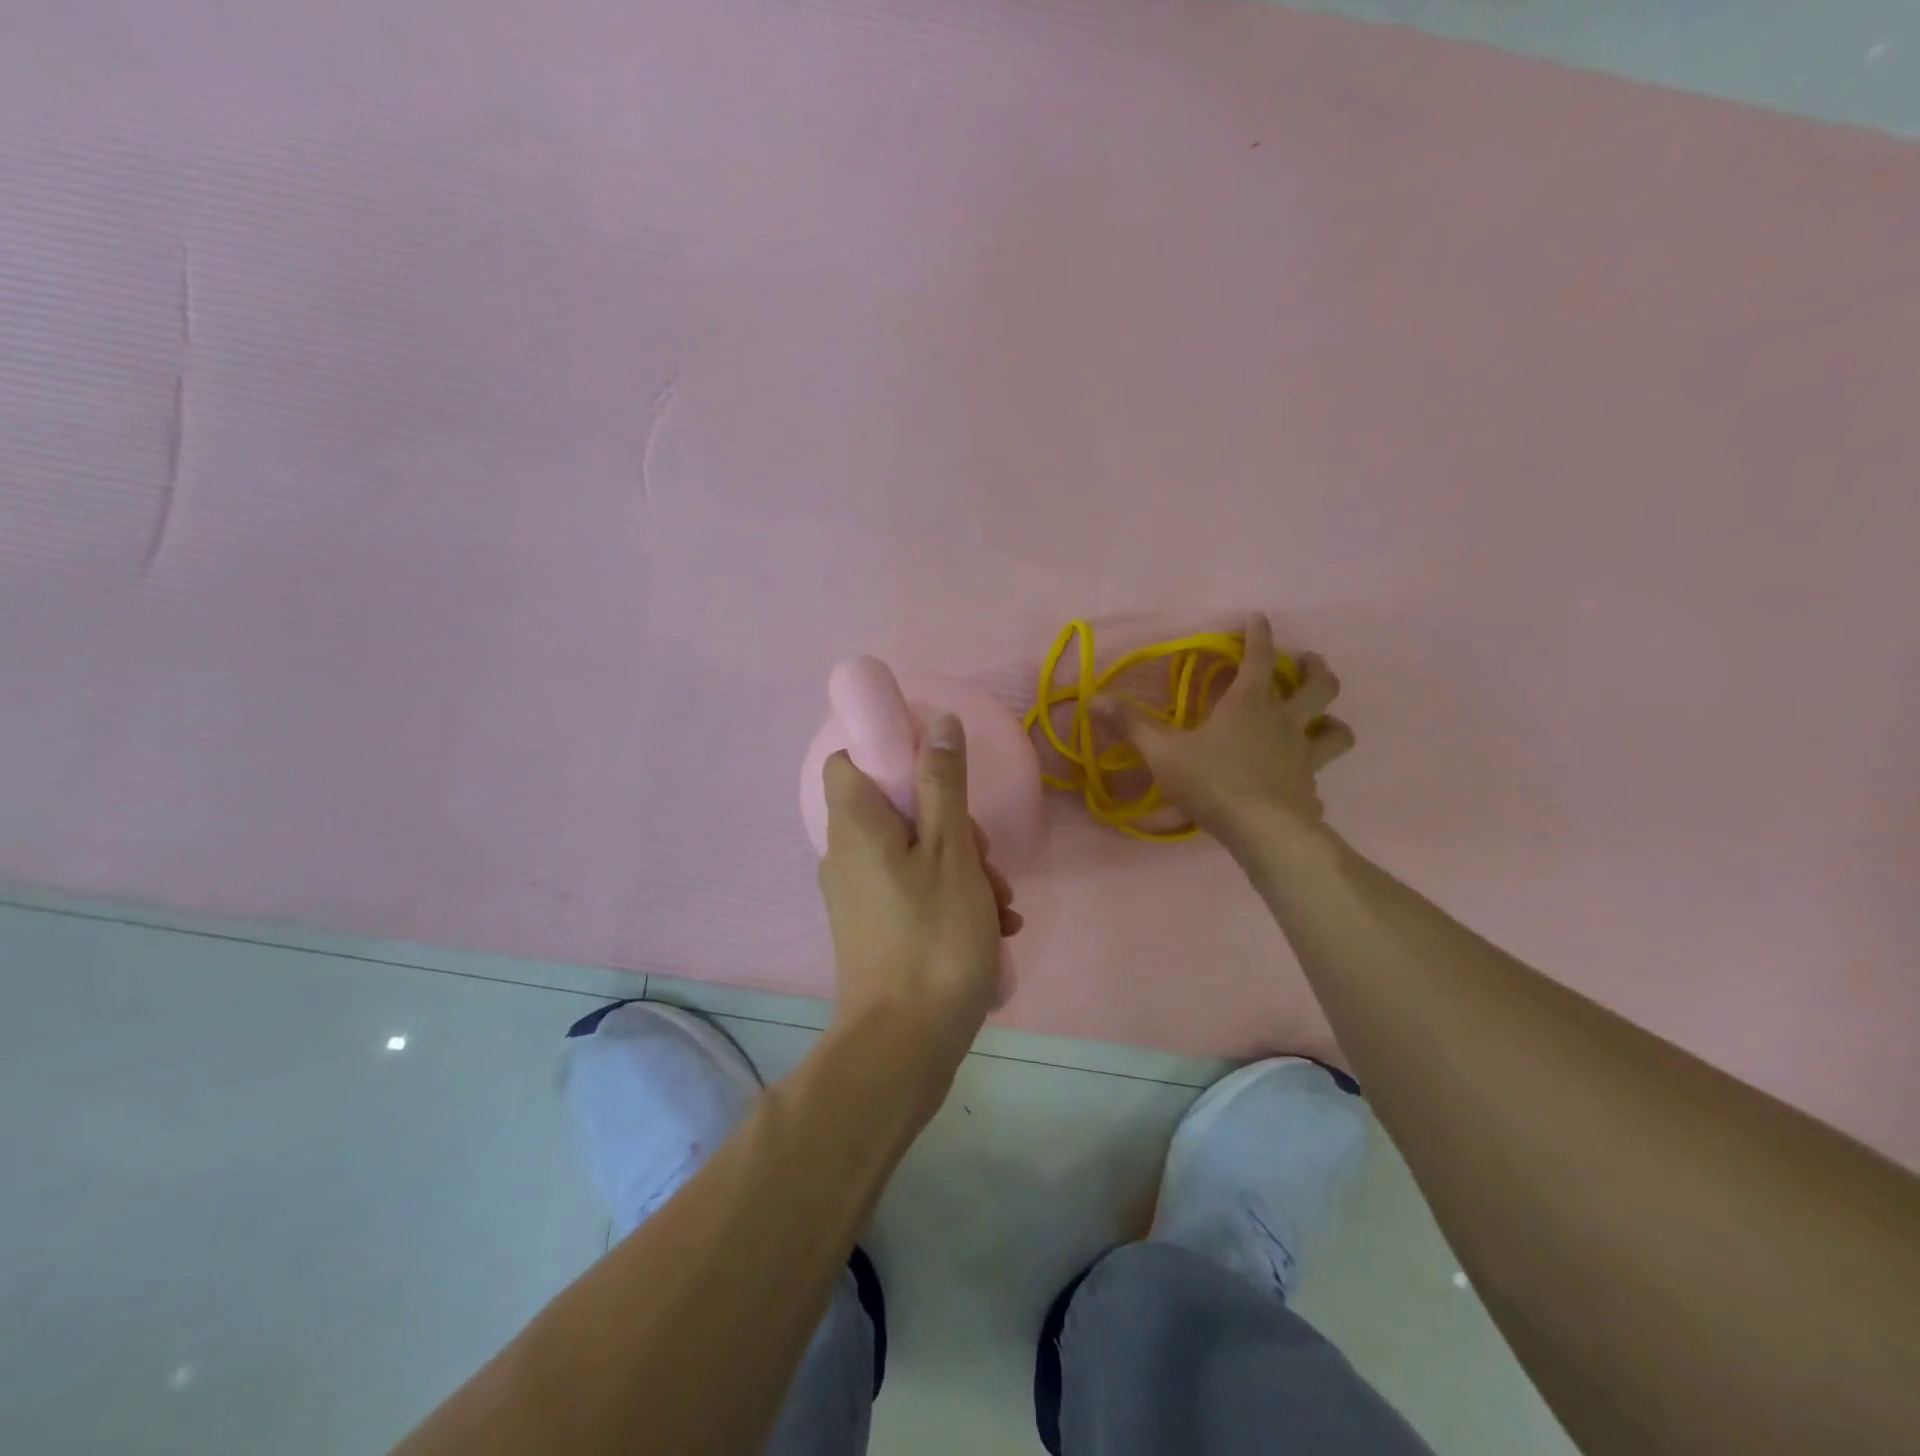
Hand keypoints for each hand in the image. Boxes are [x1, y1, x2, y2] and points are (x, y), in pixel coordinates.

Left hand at [817, 714, 1020, 1087]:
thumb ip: (943, 783)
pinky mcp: (873, 927)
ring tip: (1000, 904)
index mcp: (855, 825)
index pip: (850, 761)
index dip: (890, 755)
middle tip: (985, 856)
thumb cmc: (933, 936)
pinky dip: (949, 896)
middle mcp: (845, 854)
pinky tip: (993, 926)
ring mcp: (858, 894)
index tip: (937, 773)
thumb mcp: (950, 849)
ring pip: (913, 851)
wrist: (904, 1045)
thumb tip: (937, 724)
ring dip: (962, 866)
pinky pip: (912, 889)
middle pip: (895, 808)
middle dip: (951, 823)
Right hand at [1109, 614, 1354, 857]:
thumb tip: (1094, 698)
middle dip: (1315, 669)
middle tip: (1306, 664)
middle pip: (1319, 685)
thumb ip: (1131, 725)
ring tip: (1320, 720)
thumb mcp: (1162, 752)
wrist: (1261, 831)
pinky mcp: (1311, 788)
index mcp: (1249, 704)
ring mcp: (1304, 755)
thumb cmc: (1211, 781)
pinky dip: (1313, 774)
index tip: (1259, 617)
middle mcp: (1285, 722)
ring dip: (1331, 720)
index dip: (1259, 634)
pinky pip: (1320, 775)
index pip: (1259, 657)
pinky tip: (1300, 782)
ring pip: (1337, 729)